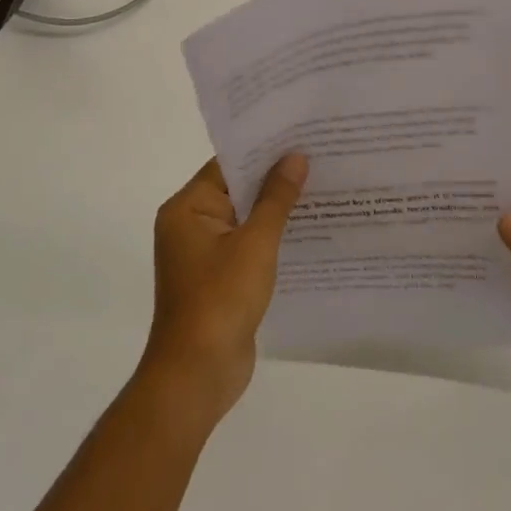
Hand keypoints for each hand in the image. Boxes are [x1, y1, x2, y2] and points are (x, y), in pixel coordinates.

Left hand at [142, 153, 307, 425]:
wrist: (197, 374)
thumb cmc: (221, 299)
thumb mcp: (255, 243)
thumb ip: (276, 198)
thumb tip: (295, 157)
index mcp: (187, 208)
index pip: (228, 164)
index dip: (264, 150)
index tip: (301, 136)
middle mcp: (190, 225)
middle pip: (237, 189)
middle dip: (276, 178)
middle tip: (321, 158)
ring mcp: (204, 254)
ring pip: (246, 219)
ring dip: (277, 209)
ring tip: (323, 189)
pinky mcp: (219, 278)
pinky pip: (248, 246)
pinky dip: (273, 238)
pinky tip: (310, 232)